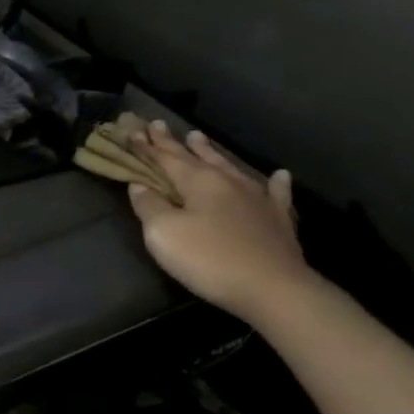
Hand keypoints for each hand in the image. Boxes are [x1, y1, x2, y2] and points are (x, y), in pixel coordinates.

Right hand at [124, 120, 313, 319]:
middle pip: (195, 156)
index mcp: (198, 181)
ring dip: (211, 152)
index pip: (165, 158)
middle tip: (159, 124)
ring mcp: (257, 198)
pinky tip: (279, 175)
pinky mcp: (278, 219)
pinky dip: (274, 183)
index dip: (147, 146)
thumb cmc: (209, 258)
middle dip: (174, 142)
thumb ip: (149, 206)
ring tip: (198, 137)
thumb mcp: (163, 233)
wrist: (273, 288)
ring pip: (229, 167)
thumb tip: (140, 186)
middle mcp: (227, 181)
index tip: (134, 131)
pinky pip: (276, 193)